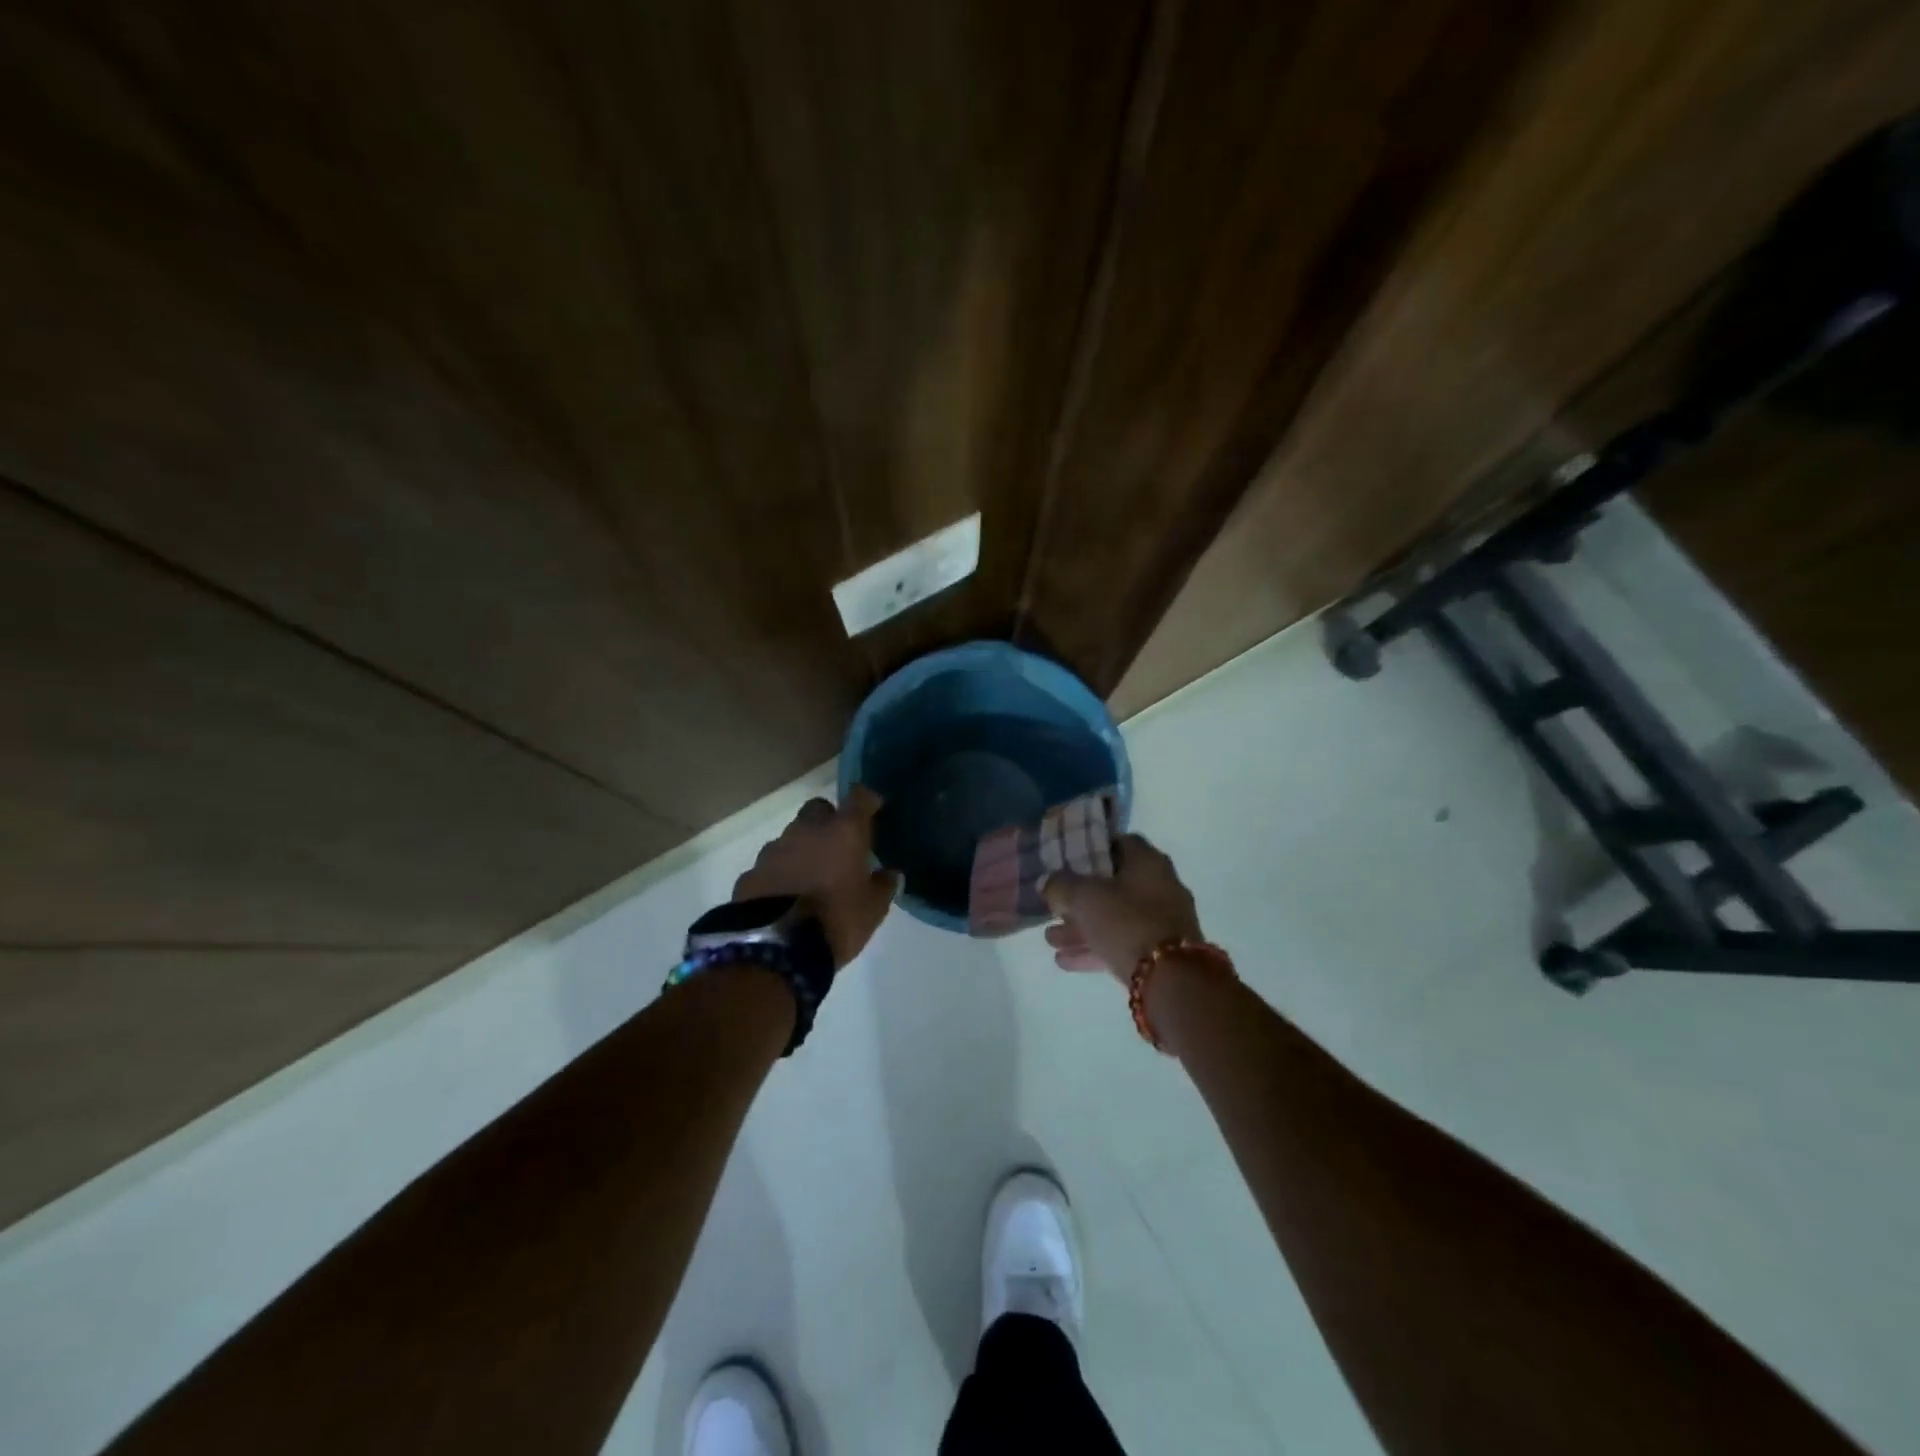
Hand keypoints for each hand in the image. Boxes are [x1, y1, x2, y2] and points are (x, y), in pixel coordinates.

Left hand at [734, 786, 900, 967]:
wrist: (776, 948)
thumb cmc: (836, 920)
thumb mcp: (873, 909)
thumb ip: (884, 885)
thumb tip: (890, 873)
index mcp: (843, 832)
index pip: (858, 798)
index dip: (867, 799)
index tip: (873, 807)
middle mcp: (807, 830)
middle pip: (818, 808)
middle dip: (828, 820)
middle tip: (838, 845)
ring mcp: (774, 849)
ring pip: (792, 836)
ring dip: (803, 848)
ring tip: (811, 876)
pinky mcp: (751, 872)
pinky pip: (771, 864)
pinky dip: (781, 872)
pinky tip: (786, 894)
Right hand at [1042, 833, 1203, 982]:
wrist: (1171, 980)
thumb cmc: (1126, 922)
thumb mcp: (1083, 898)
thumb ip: (1060, 886)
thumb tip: (1048, 883)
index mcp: (1148, 861)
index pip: (1119, 843)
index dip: (1092, 850)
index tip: (1068, 862)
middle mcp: (1161, 886)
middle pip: (1114, 885)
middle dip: (1080, 899)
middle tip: (1055, 907)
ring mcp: (1164, 921)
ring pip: (1116, 918)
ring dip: (1083, 928)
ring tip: (1051, 940)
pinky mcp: (1162, 953)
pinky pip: (1123, 943)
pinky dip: (1096, 948)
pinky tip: (1065, 961)